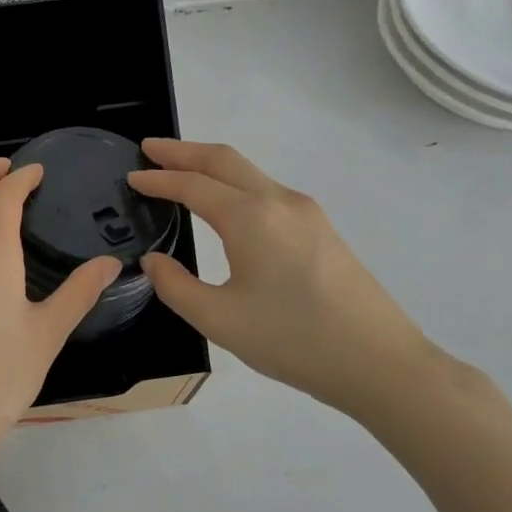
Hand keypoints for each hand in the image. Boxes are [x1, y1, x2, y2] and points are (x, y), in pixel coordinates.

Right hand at [128, 139, 438, 416]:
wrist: (380, 363)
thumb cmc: (294, 341)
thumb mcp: (219, 320)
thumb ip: (175, 286)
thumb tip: (154, 261)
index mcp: (250, 218)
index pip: (193, 185)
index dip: (158, 179)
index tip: (131, 176)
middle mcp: (279, 201)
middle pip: (224, 160)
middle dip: (183, 150)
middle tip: (149, 148)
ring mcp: (306, 212)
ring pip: (249, 172)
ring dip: (210, 165)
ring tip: (179, 170)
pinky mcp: (321, 228)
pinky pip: (266, 190)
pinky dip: (234, 183)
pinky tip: (224, 202)